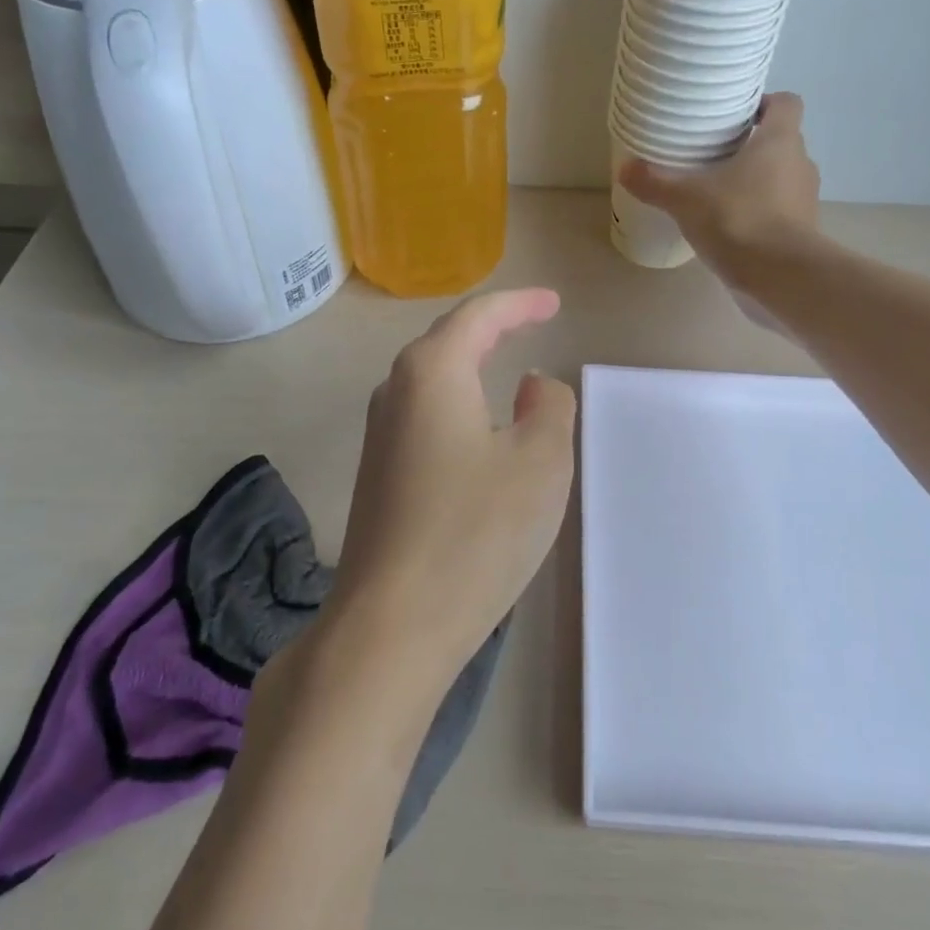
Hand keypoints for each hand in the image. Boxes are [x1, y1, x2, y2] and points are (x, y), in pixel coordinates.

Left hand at [322, 289, 576, 699]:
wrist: (391, 626)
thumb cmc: (475, 533)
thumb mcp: (540, 463)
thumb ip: (549, 407)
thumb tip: (531, 384)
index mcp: (432, 373)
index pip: (478, 317)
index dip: (519, 304)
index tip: (552, 303)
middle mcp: (395, 393)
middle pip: (446, 342)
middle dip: (491, 328)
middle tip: (531, 322)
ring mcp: (379, 437)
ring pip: (431, 381)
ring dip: (470, 366)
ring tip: (505, 365)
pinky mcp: (377, 477)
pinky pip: (424, 418)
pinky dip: (458, 405)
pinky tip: (476, 430)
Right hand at [618, 92, 821, 285]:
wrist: (781, 276)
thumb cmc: (738, 219)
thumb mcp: (686, 199)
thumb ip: (655, 182)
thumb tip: (624, 168)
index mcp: (780, 141)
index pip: (787, 103)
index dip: (765, 103)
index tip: (738, 116)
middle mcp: (800, 163)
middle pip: (781, 142)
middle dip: (752, 146)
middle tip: (716, 156)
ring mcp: (805, 199)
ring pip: (780, 178)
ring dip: (756, 182)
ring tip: (719, 194)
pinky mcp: (801, 231)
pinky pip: (779, 211)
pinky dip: (759, 213)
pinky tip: (730, 227)